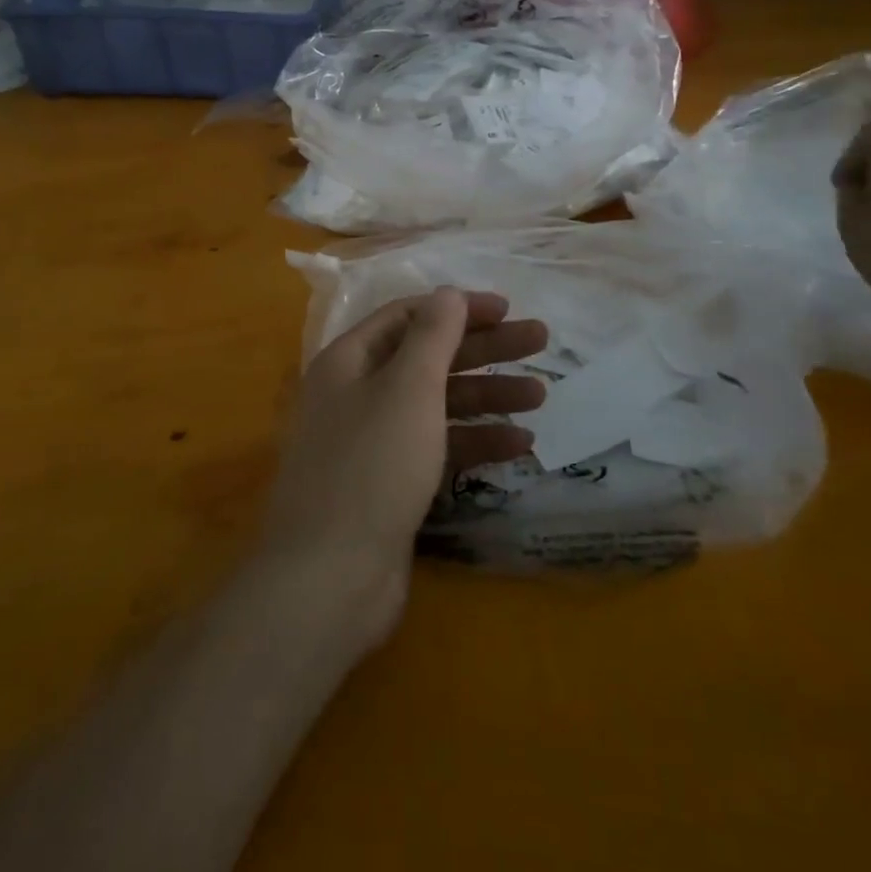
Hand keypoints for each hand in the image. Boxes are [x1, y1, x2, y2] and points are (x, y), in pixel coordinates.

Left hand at [261, 288, 545, 645]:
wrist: (329, 577)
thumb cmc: (371, 465)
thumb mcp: (407, 388)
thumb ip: (432, 335)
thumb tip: (448, 293)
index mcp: (349, 361)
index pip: (407, 316)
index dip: (457, 308)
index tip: (506, 309)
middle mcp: (356, 394)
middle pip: (427, 357)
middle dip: (483, 349)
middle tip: (540, 341)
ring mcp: (372, 441)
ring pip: (436, 404)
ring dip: (487, 397)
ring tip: (540, 396)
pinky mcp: (389, 484)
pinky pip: (436, 448)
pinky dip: (474, 442)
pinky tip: (519, 445)